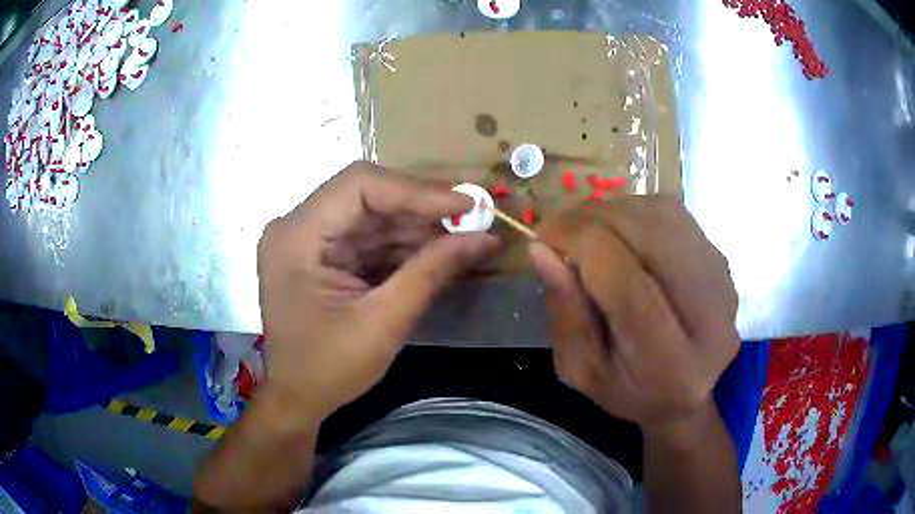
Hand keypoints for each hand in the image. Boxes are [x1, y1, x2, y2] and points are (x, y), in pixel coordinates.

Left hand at [257, 161, 496, 422]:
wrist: (298, 397)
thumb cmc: (330, 369)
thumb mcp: (384, 322)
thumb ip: (432, 272)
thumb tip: (485, 238)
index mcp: (297, 237)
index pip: (360, 186)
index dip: (417, 190)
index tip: (466, 205)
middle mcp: (297, 226)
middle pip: (366, 195)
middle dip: (421, 208)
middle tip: (471, 219)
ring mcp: (307, 239)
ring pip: (371, 214)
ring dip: (416, 227)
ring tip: (461, 237)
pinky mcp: (320, 254)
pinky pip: (366, 236)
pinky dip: (401, 245)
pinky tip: (435, 252)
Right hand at [528, 197, 738, 434]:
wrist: (684, 392)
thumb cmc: (628, 391)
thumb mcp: (581, 369)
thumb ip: (565, 313)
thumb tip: (541, 249)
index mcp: (671, 367)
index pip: (630, 289)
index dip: (583, 247)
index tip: (543, 235)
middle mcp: (712, 321)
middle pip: (653, 240)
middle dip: (595, 220)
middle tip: (558, 227)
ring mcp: (724, 284)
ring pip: (665, 218)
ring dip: (614, 211)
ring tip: (584, 229)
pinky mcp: (723, 261)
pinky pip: (675, 215)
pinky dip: (636, 210)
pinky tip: (617, 229)